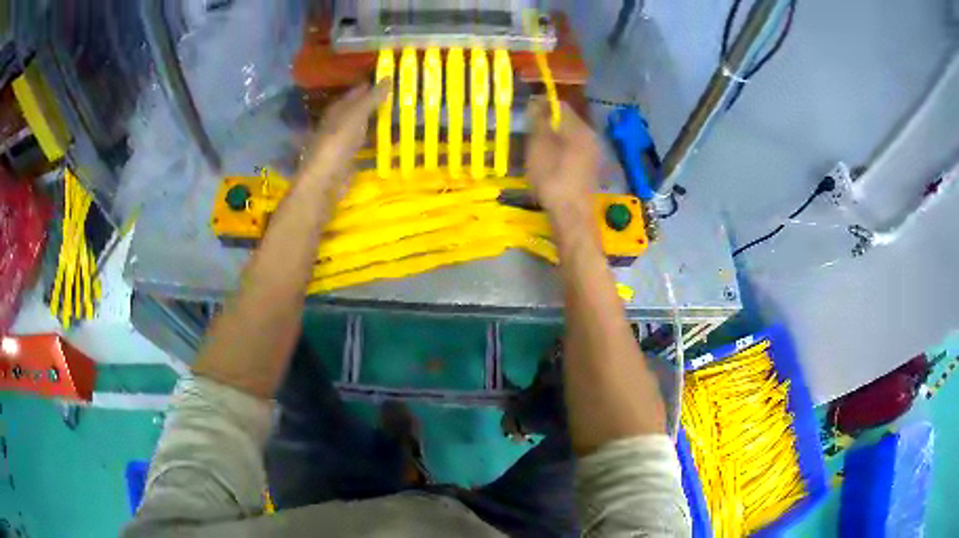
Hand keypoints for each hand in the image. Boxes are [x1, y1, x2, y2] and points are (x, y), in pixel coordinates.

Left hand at [298, 81, 390, 192]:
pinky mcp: (349, 160)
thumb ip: (372, 98)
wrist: (326, 180)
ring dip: (377, 122)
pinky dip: (377, 141)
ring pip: (362, 127)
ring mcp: (342, 143)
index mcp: (337, 110)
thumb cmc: (338, 142)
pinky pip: (366, 145)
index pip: (355, 93)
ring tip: (398, 116)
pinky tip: (389, 140)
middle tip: (398, 96)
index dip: (370, 85)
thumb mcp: (357, 115)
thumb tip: (389, 77)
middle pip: (358, 110)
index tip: (389, 78)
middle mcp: (338, 124)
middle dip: (375, 103)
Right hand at [525, 100, 600, 217]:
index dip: (542, 105)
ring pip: (571, 136)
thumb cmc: (552, 177)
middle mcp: (592, 136)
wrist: (571, 214)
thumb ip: (539, 120)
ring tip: (538, 149)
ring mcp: (594, 153)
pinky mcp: (592, 168)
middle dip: (548, 122)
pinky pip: (575, 151)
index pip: (560, 105)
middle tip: (530, 133)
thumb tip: (538, 102)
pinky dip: (562, 152)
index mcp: (579, 127)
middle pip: (567, 121)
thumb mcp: (539, 145)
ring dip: (555, 138)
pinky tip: (551, 164)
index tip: (527, 114)